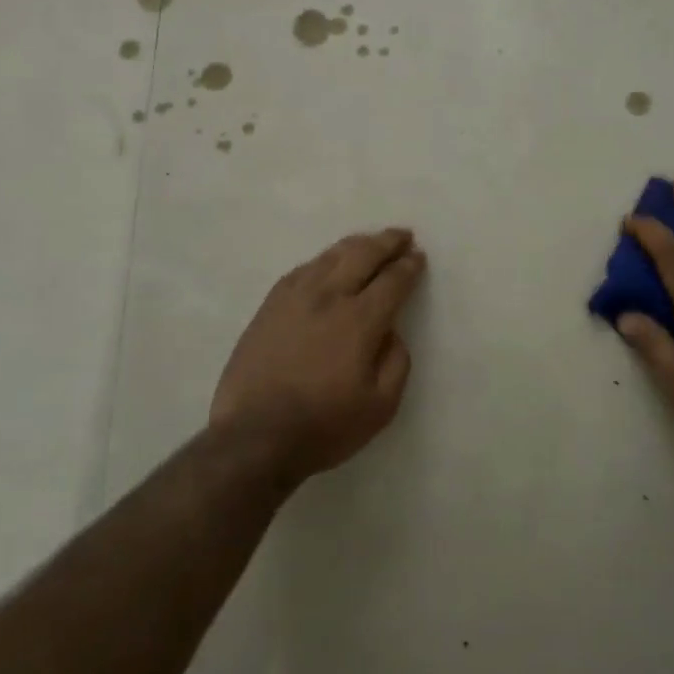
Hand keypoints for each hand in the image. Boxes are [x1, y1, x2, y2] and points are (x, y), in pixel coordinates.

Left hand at [211, 228, 426, 479]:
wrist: (254, 437)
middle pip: (362, 255)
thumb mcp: (381, 406)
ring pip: (329, 257)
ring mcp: (294, 298)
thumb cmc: (324, 426)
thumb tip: (391, 332)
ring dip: (355, 245)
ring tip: (369, 242)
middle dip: (386, 242)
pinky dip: (322, 260)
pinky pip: (301, 270)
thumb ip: (396, 362)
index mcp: (360, 320)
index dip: (409, 266)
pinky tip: (326, 263)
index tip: (418, 257)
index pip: (392, 280)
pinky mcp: (269, 307)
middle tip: (402, 236)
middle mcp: (328, 297)